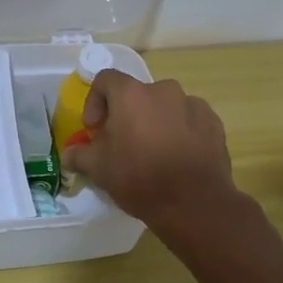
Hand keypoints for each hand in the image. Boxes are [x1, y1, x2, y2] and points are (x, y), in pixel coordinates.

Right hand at [60, 69, 236, 233]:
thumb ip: (79, 155)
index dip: (95, 101)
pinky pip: (189, 119)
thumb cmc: (139, 178)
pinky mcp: (213, 122)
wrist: (193, 202)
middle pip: (137, 95)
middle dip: (127, 115)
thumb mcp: (99, 169)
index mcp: (131, 94)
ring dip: (155, 122)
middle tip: (124, 144)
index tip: (96, 129)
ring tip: (154, 152)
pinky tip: (178, 157)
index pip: (105, 79)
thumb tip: (69, 154)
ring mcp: (192, 104)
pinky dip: (180, 131)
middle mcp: (163, 90)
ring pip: (165, 106)